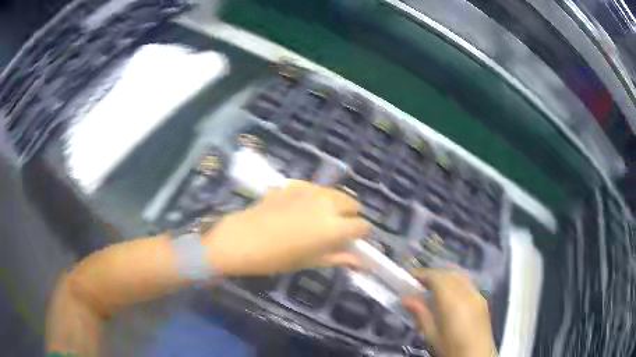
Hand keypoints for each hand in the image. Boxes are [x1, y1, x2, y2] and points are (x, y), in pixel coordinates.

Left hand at [203, 180, 369, 275]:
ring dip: (336, 204)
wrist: (243, 239)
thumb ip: (338, 258)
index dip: (361, 235)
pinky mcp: (295, 184)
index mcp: (335, 227)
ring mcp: (311, 191)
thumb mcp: (311, 261)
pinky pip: (314, 189)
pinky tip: (301, 207)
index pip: (362, 226)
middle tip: (338, 229)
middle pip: (353, 204)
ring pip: (335, 193)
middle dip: (351, 216)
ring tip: (321, 217)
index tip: (354, 241)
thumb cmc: (278, 258)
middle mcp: (328, 204)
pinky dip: (316, 197)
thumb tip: (360, 262)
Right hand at [402, 270, 495, 356]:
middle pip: (449, 273)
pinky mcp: (482, 300)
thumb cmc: (450, 348)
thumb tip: (405, 297)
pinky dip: (456, 281)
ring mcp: (477, 295)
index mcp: (452, 300)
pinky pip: (468, 283)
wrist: (476, 356)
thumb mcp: (431, 335)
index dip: (422, 274)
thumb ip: (420, 313)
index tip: (409, 277)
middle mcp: (466, 292)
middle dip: (433, 274)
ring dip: (445, 275)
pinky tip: (451, 293)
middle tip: (418, 282)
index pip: (436, 277)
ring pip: (460, 275)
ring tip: (433, 285)